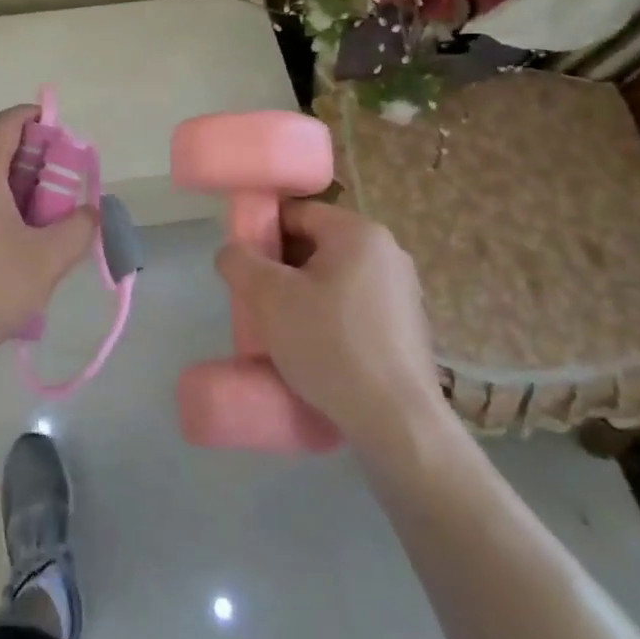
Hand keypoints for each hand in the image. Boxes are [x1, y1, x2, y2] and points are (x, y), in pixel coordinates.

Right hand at [217, 200, 449, 447]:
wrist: (398, 424)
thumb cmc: (329, 345)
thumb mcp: (268, 297)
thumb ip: (239, 262)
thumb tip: (232, 252)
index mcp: (358, 232)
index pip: (297, 214)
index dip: (262, 235)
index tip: (244, 268)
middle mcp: (387, 252)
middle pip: (316, 245)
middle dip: (282, 269)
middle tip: (258, 302)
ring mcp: (403, 291)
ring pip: (334, 279)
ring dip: (303, 296)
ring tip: (282, 331)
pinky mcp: (408, 328)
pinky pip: (355, 307)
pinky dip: (329, 318)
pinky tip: (315, 350)